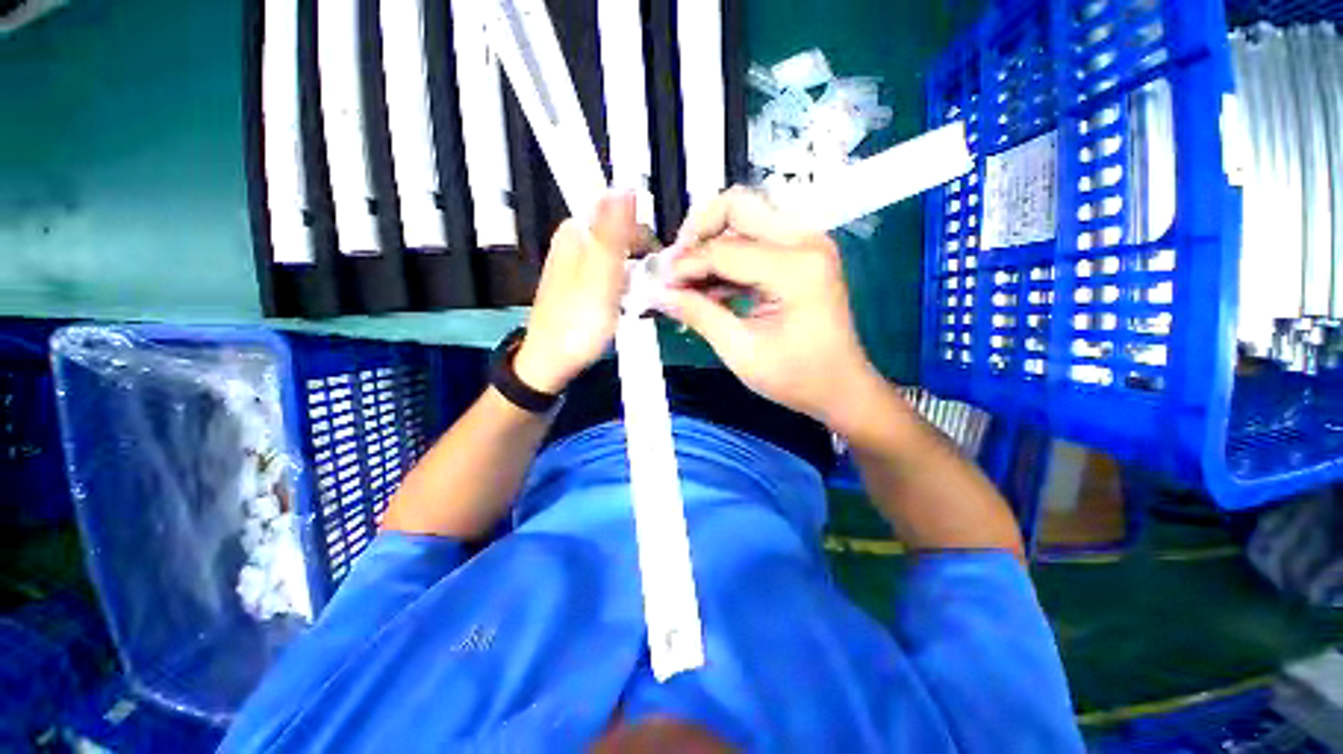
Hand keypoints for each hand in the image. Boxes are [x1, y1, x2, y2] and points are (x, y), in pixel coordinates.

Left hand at [514, 193, 636, 393]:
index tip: (662, 273)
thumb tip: (625, 186)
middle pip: (625, 238)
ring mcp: (579, 263)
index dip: (650, 243)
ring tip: (641, 304)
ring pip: (622, 258)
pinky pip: (613, 276)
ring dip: (637, 278)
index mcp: (578, 231)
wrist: (552, 361)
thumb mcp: (601, 277)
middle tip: (651, 294)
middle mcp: (576, 241)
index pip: (627, 217)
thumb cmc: (578, 323)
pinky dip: (625, 288)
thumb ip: (613, 234)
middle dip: (644, 263)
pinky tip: (628, 307)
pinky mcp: (582, 283)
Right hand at [659, 187, 881, 428]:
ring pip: (745, 218)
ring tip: (689, 282)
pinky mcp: (802, 254)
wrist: (841, 387)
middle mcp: (805, 241)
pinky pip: (756, 239)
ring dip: (711, 245)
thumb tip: (660, 293)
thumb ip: (698, 314)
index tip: (661, 284)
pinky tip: (710, 287)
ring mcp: (807, 244)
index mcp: (795, 268)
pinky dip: (728, 258)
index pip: (724, 249)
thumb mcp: (740, 350)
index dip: (686, 265)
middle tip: (677, 267)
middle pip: (737, 206)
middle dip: (698, 232)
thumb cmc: (796, 377)